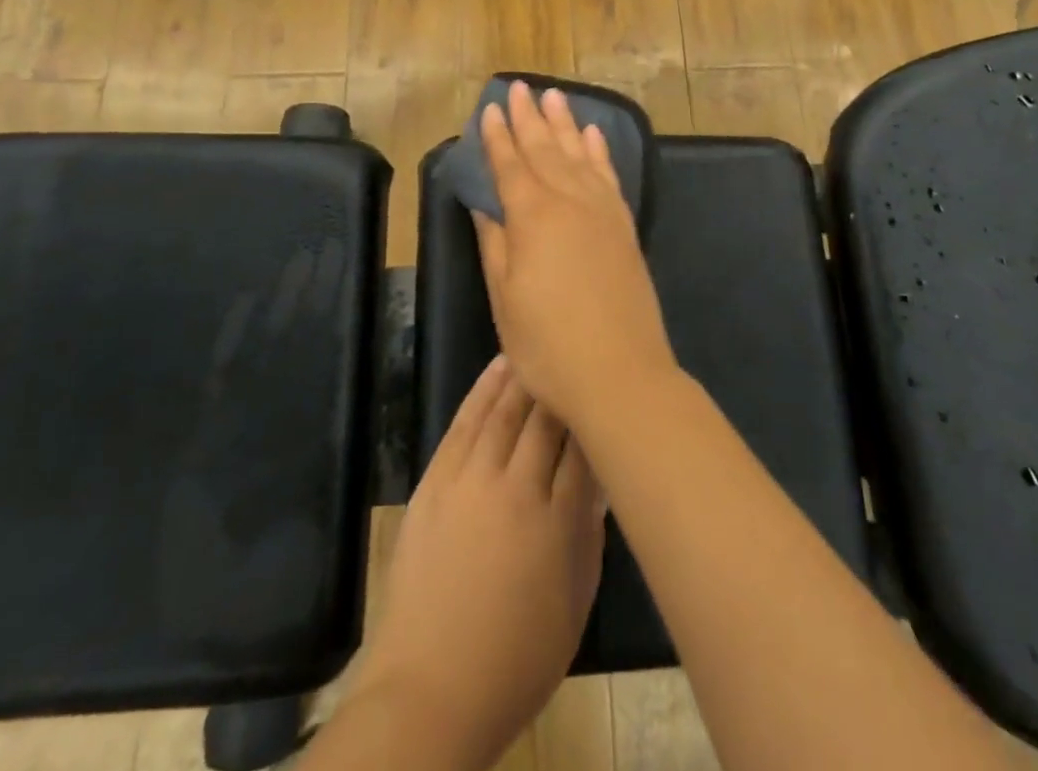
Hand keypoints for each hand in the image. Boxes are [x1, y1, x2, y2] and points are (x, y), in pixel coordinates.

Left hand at [355, 357, 605, 769]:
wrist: (430, 689)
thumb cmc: (516, 659)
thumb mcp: (574, 603)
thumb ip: (589, 534)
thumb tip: (600, 481)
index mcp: (556, 521)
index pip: (584, 446)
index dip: (596, 414)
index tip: (608, 391)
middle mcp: (515, 487)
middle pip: (545, 419)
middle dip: (563, 387)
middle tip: (577, 357)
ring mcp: (470, 479)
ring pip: (504, 409)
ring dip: (525, 375)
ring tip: (541, 347)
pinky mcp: (436, 480)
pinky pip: (464, 421)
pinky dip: (483, 389)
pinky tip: (499, 366)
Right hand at [471, 82, 678, 431]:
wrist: (622, 374)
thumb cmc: (548, 344)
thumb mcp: (505, 298)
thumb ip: (494, 243)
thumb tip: (482, 204)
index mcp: (533, 216)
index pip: (510, 164)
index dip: (498, 136)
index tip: (490, 108)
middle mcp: (569, 201)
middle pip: (545, 149)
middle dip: (530, 117)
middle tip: (521, 87)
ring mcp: (602, 211)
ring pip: (578, 154)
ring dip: (565, 124)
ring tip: (555, 96)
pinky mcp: (624, 226)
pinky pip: (609, 176)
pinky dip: (599, 152)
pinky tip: (593, 136)